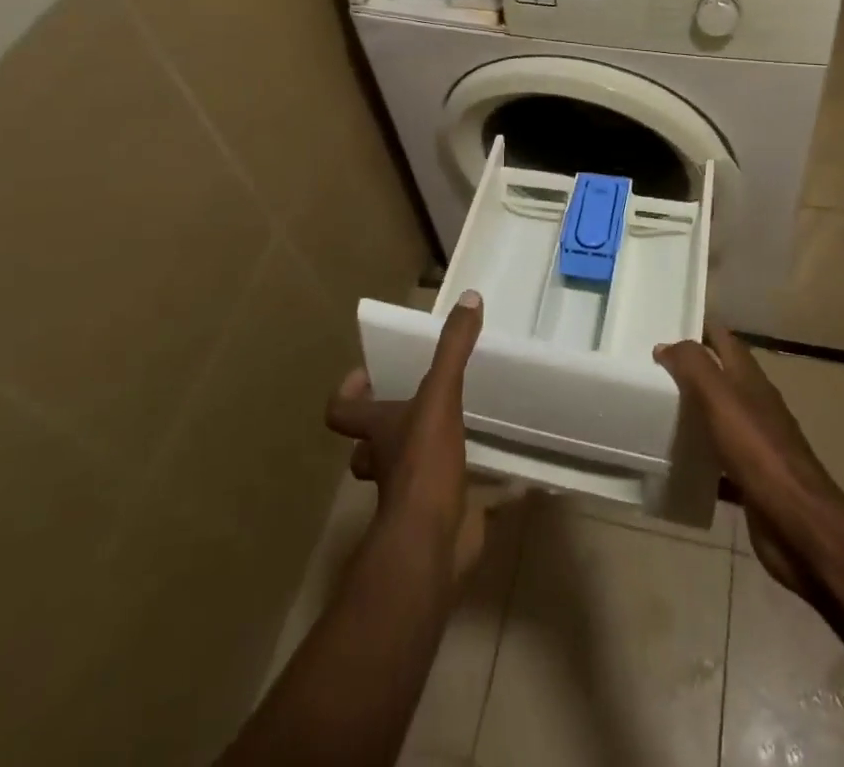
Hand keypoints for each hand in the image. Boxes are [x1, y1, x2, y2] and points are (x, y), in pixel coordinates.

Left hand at [326, 289, 485, 576]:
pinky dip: (471, 492)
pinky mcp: (438, 518)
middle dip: (385, 428)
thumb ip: (453, 349)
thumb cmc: (424, 465)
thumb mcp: (440, 396)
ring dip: (421, 456)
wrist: (430, 546)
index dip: (349, 393)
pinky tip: (502, 481)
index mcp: (378, 431)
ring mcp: (409, 496)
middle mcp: (386, 463)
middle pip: (369, 445)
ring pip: (404, 473)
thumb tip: (470, 298)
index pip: (341, 411)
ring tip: (456, 431)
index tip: (368, 375)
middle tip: (416, 403)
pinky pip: (452, 501)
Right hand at [653, 325, 843, 597]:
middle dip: (691, 369)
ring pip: (719, 417)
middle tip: (650, 369)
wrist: (799, 524)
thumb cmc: (758, 451)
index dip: (699, 327)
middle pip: (721, 377)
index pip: (724, 339)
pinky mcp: (752, 480)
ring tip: (654, 410)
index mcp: (750, 379)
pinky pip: (719, 460)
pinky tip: (677, 463)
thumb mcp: (720, 398)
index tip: (666, 322)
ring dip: (693, 411)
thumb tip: (666, 345)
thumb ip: (693, 366)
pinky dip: (700, 457)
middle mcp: (755, 405)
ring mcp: (757, 444)